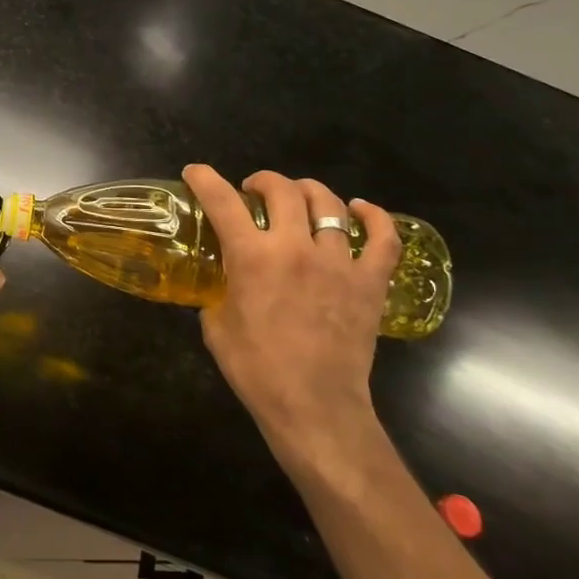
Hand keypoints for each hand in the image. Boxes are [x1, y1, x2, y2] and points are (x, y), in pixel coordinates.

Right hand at [184, 164, 400, 469]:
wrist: (313, 406)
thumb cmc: (256, 369)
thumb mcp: (216, 324)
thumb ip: (219, 290)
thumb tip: (224, 280)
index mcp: (252, 257)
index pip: (222, 201)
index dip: (205, 179)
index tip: (195, 172)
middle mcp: (295, 248)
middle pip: (282, 189)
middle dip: (262, 181)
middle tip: (253, 191)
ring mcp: (338, 262)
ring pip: (329, 203)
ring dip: (308, 192)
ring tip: (298, 198)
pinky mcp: (369, 281)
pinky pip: (383, 238)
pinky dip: (374, 217)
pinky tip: (360, 210)